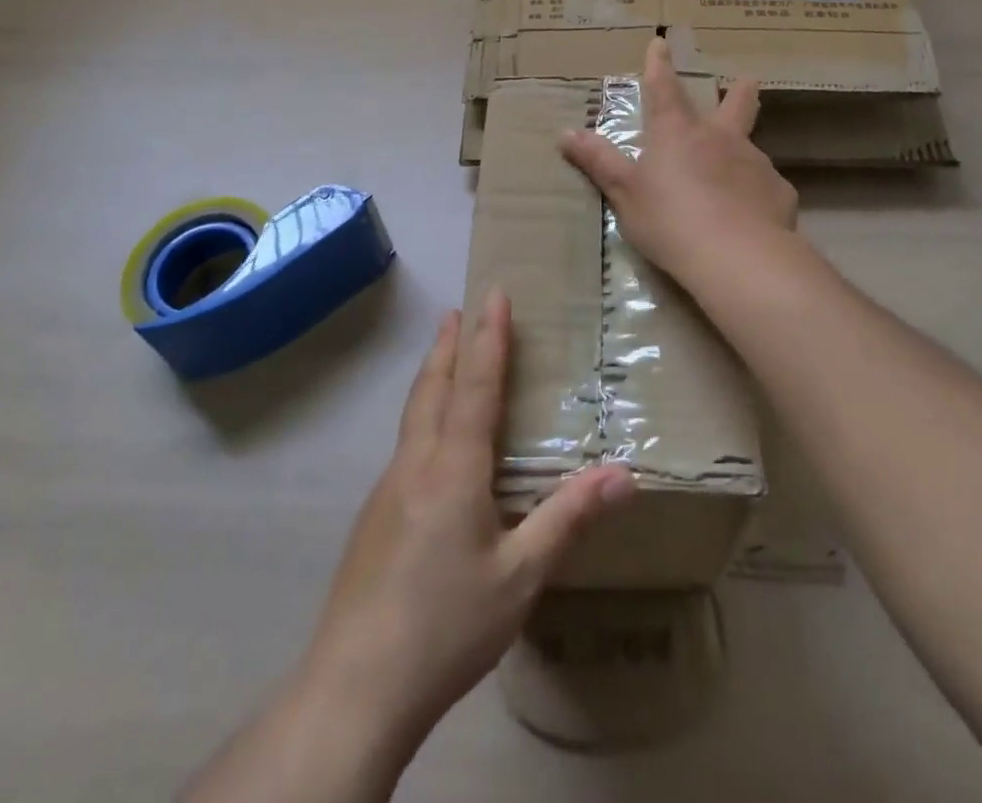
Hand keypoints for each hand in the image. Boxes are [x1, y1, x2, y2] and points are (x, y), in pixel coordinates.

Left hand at [299, 291, 635, 756]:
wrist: (356, 686)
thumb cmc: (448, 624)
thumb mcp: (521, 576)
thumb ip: (569, 518)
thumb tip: (625, 473)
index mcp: (454, 467)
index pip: (476, 385)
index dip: (488, 338)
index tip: (493, 295)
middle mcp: (416, 463)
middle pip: (433, 387)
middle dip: (448, 345)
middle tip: (457, 310)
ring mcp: (388, 489)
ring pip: (413, 414)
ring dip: (431, 376)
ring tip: (443, 357)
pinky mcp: (374, 517)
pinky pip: (405, 444)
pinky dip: (422, 414)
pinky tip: (429, 441)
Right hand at [560, 37, 796, 283]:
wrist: (738, 257)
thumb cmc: (670, 220)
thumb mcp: (625, 194)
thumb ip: (599, 162)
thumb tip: (566, 133)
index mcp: (678, 133)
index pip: (664, 88)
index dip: (659, 65)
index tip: (660, 42)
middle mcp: (720, 138)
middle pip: (736, 104)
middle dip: (739, 91)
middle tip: (747, 81)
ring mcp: (755, 162)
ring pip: (749, 149)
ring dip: (740, 155)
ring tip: (733, 181)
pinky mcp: (778, 192)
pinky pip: (765, 188)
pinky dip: (756, 195)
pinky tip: (751, 217)